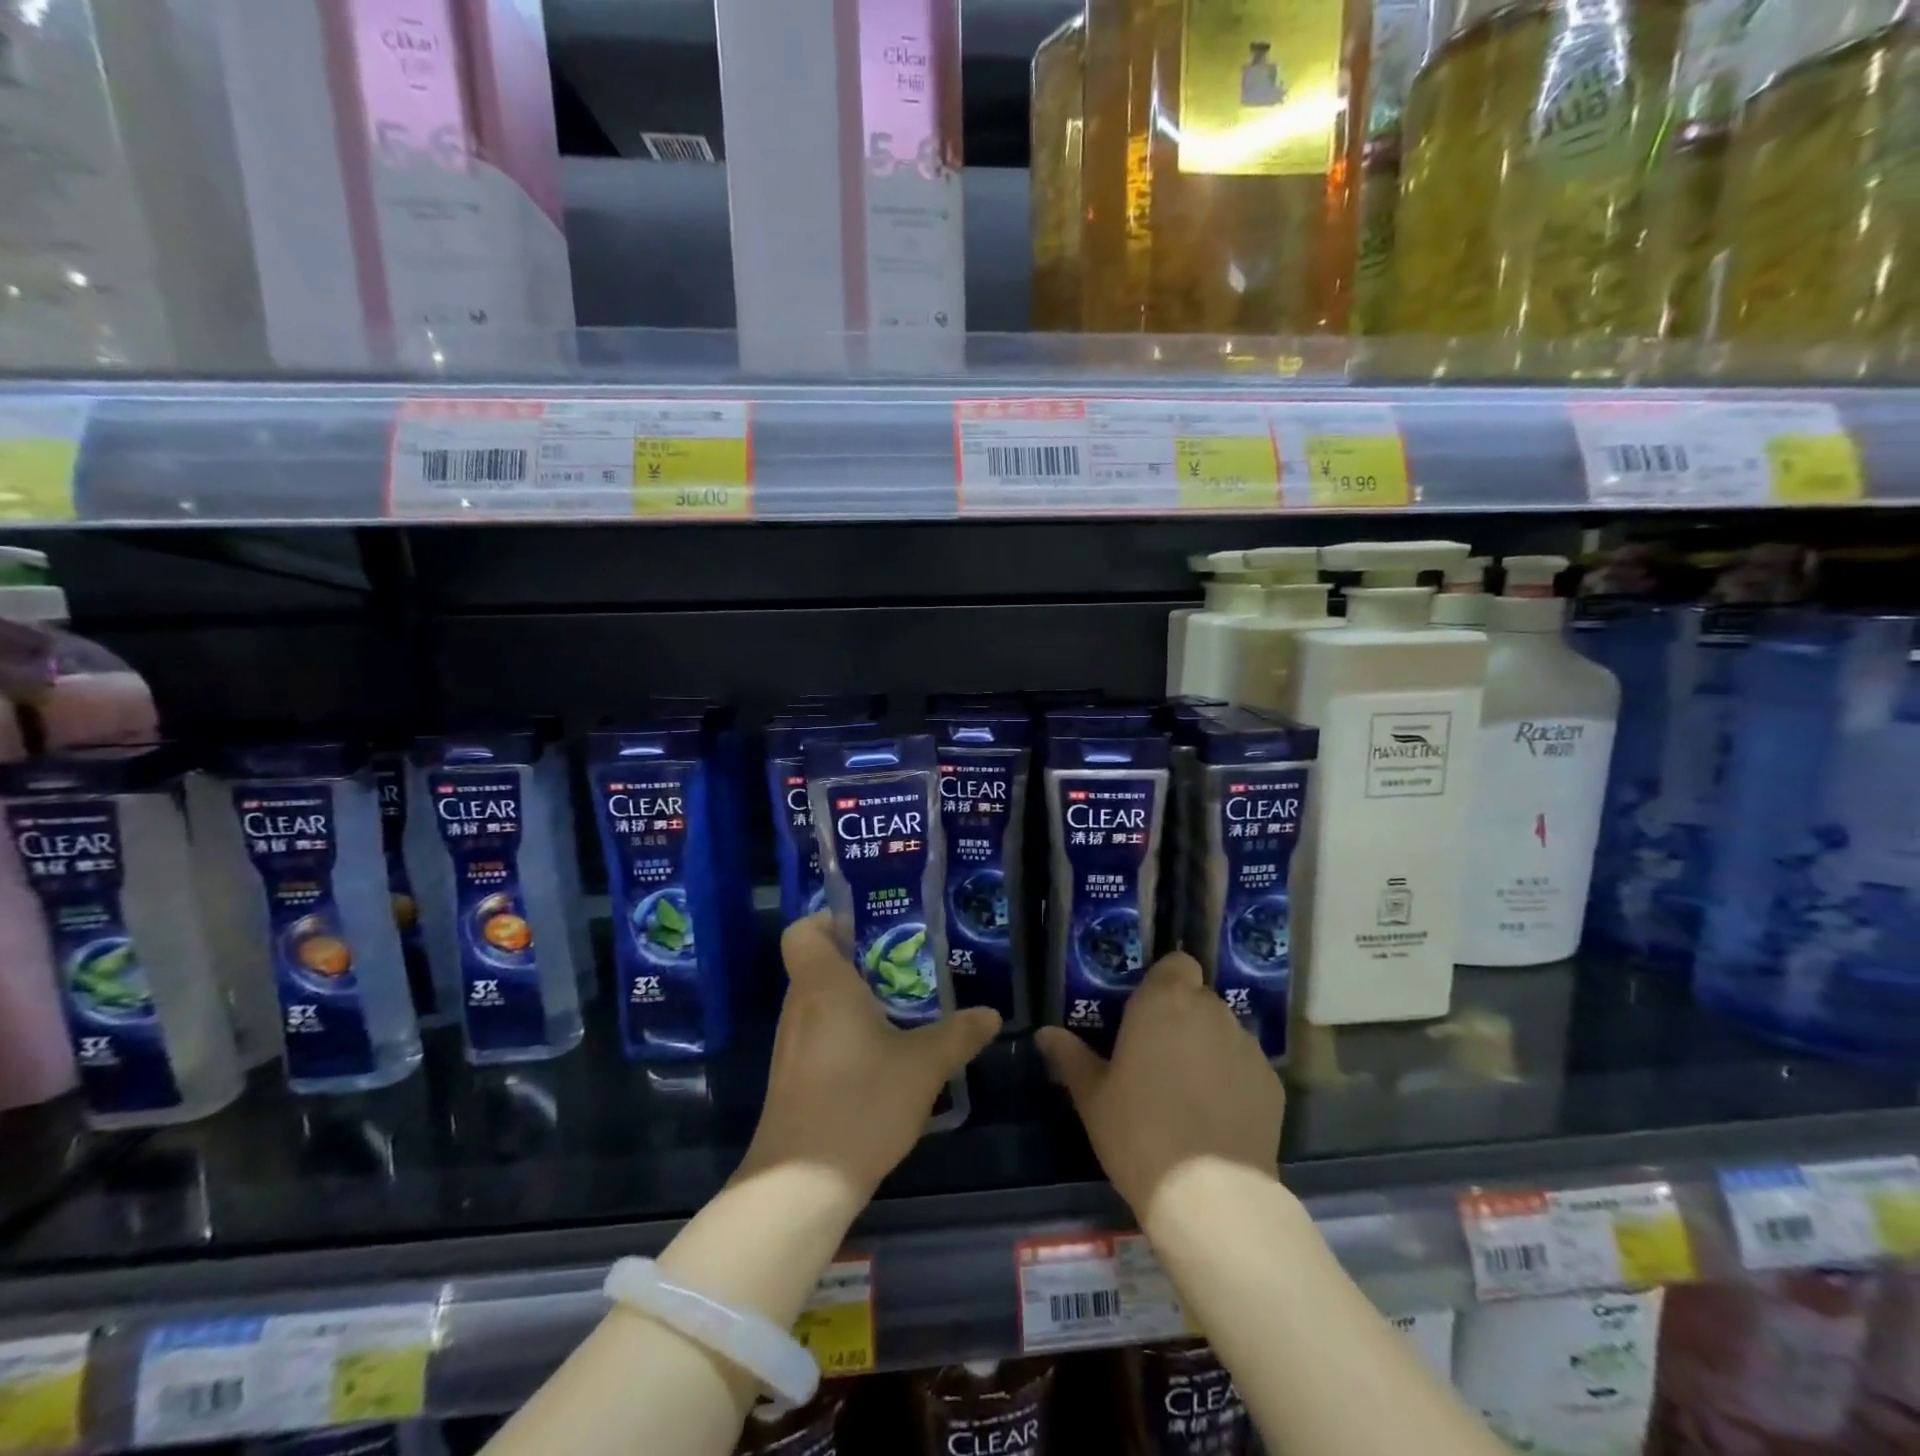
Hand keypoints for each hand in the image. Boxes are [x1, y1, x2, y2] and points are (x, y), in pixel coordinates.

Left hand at [740, 914, 1000, 1202]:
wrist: (801, 1185)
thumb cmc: (860, 1102)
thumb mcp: (923, 1066)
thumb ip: (958, 1035)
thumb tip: (991, 1014)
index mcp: (823, 986)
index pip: (803, 931)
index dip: (828, 920)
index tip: (867, 928)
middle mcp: (800, 1006)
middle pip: (817, 964)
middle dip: (859, 959)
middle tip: (905, 965)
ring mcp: (792, 1045)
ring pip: (821, 1002)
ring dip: (856, 999)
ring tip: (903, 1006)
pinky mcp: (794, 1077)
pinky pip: (820, 1033)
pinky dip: (847, 1031)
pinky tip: (884, 1055)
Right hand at [1037, 952, 1283, 1230]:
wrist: (1210, 1195)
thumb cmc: (1138, 1131)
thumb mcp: (1092, 1096)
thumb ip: (1070, 1056)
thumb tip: (1045, 1034)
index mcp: (1164, 1001)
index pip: (1177, 963)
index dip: (1165, 982)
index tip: (1147, 1011)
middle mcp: (1210, 1011)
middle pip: (1199, 997)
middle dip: (1182, 1016)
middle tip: (1158, 1054)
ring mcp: (1246, 1047)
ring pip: (1224, 1031)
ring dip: (1208, 1046)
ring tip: (1189, 1089)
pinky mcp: (1272, 1083)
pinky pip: (1245, 1066)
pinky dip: (1232, 1079)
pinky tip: (1217, 1115)